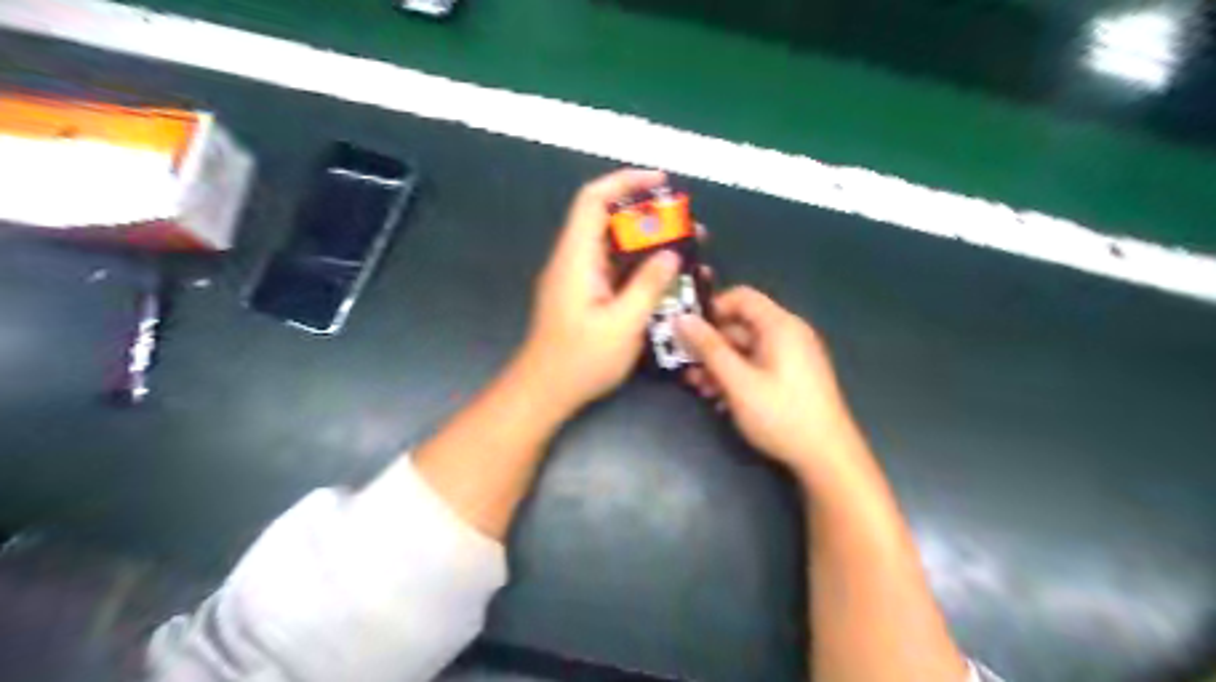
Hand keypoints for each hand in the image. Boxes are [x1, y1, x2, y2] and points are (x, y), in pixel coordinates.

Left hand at [514, 170, 682, 415]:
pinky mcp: (583, 296)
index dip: (625, 182)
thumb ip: (648, 285)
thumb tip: (670, 252)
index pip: (593, 200)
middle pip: (607, 220)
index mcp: (576, 258)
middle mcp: (573, 261)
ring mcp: (577, 279)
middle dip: (648, 216)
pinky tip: (665, 278)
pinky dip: (638, 266)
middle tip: (687, 226)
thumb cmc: (580, 361)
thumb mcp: (622, 325)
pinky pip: (613, 269)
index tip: (661, 181)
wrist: (544, 392)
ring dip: (646, 243)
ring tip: (685, 249)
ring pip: (613, 246)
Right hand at [674, 284, 863, 481]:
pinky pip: (757, 364)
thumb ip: (709, 349)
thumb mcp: (738, 382)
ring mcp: (791, 356)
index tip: (687, 330)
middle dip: (710, 344)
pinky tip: (720, 398)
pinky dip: (737, 374)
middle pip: (740, 325)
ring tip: (699, 388)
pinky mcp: (791, 376)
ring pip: (746, 348)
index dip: (711, 308)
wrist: (827, 457)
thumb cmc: (781, 415)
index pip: (741, 297)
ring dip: (719, 364)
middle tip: (685, 366)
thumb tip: (681, 319)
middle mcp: (788, 334)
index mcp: (780, 326)